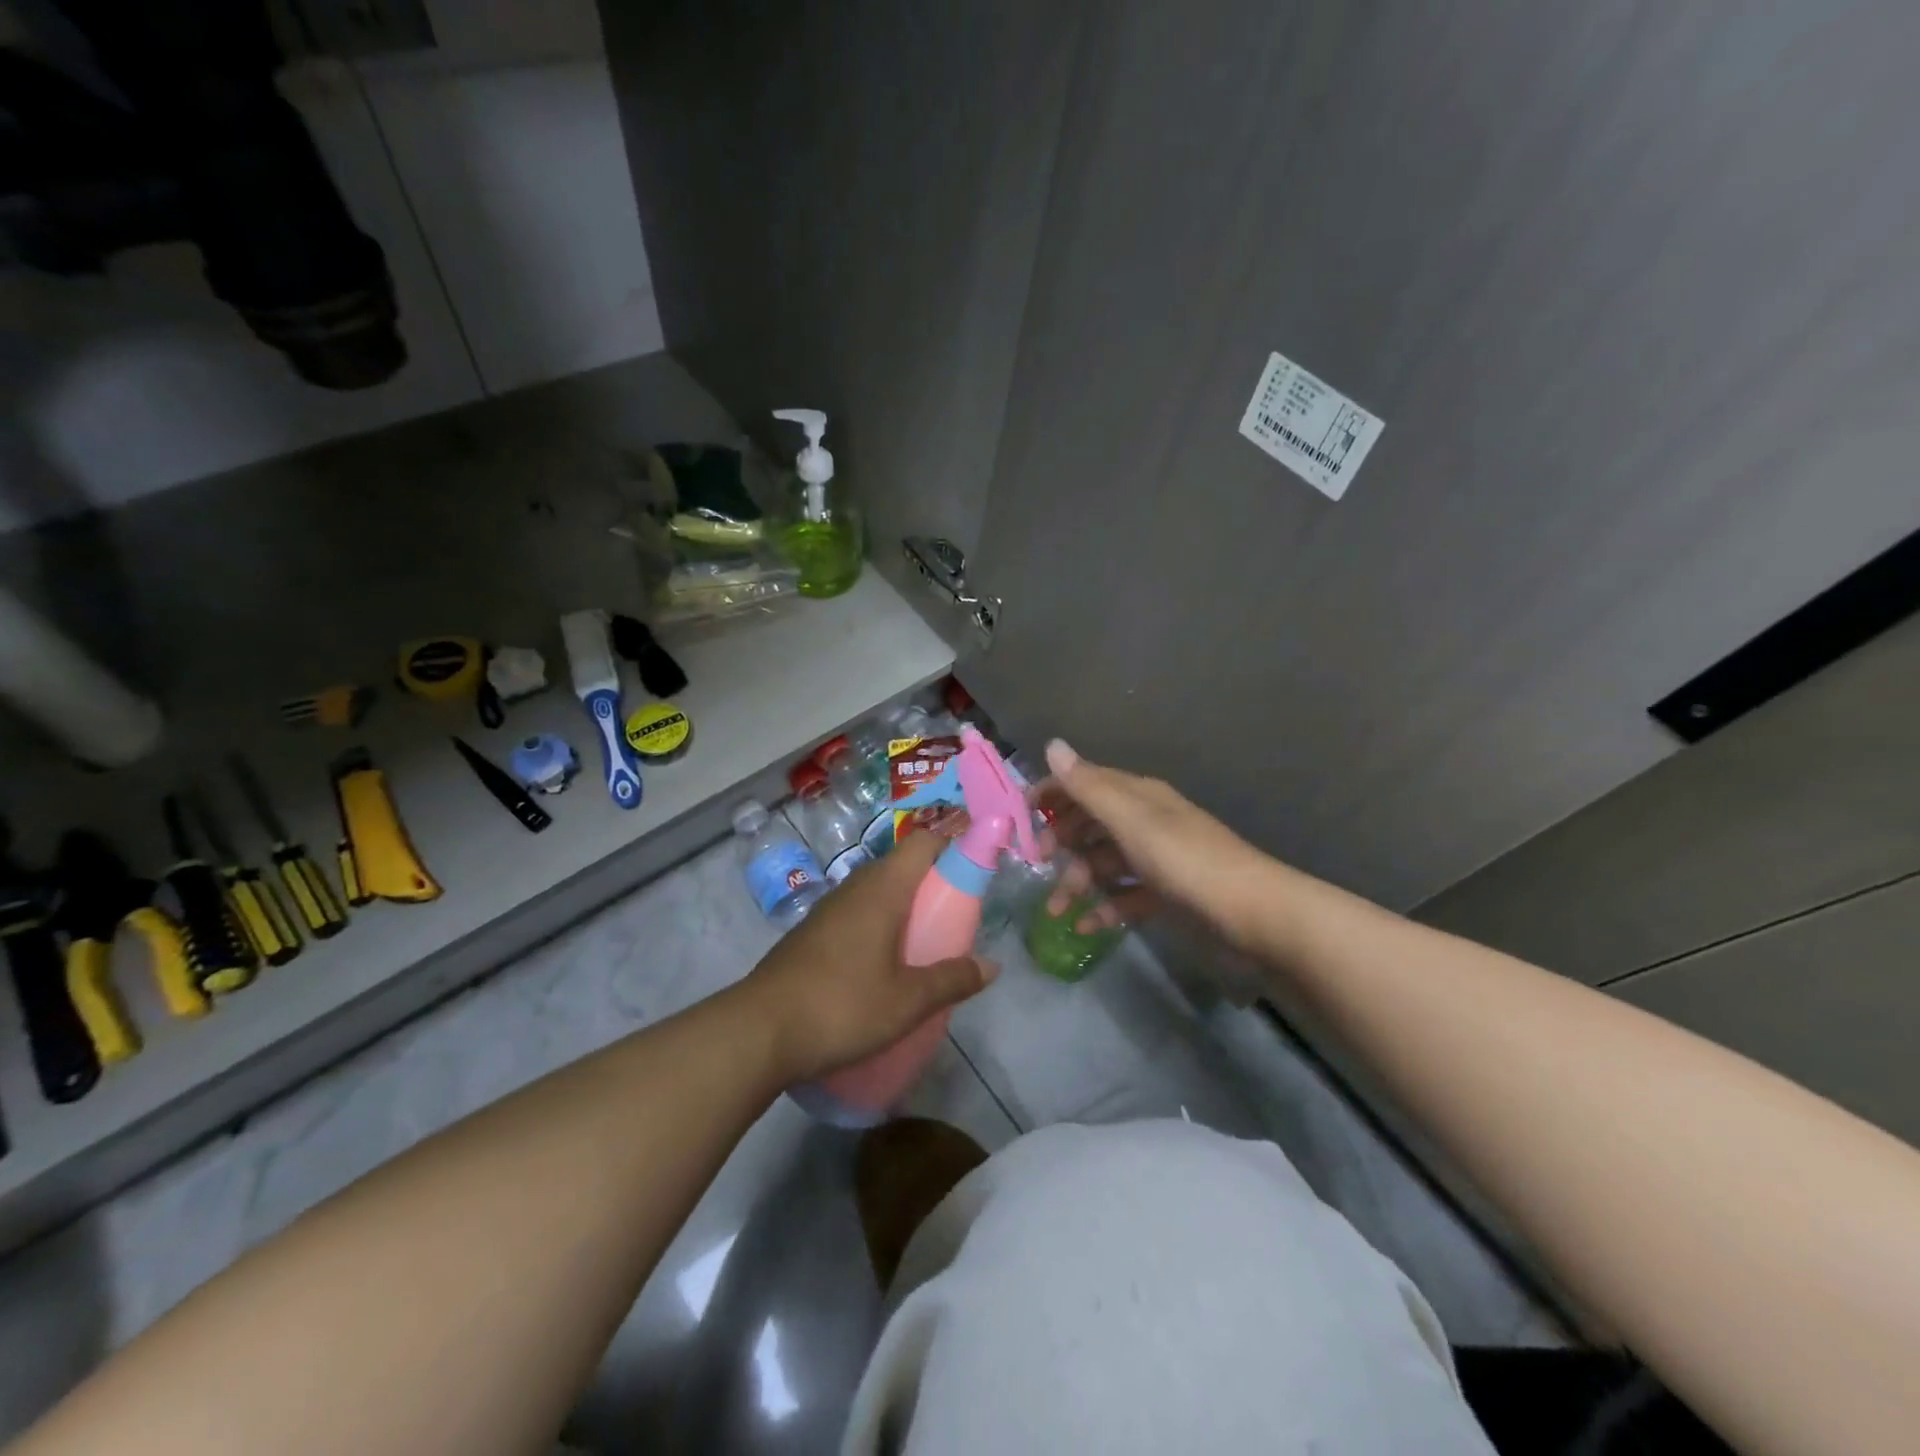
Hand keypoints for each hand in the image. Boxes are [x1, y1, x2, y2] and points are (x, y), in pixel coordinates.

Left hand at [741, 826, 997, 1083]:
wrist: (759, 1031)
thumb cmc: (842, 1006)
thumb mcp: (907, 1001)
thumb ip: (952, 980)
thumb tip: (991, 966)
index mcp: (882, 888)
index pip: (923, 842)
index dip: (953, 846)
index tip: (975, 872)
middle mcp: (855, 887)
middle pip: (902, 865)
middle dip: (933, 883)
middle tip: (956, 917)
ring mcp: (829, 909)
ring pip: (877, 891)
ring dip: (904, 907)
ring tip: (926, 943)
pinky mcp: (812, 933)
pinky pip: (857, 913)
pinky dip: (879, 925)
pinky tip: (885, 965)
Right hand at [1037, 739, 1271, 947]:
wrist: (1255, 916)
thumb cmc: (1186, 862)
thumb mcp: (1132, 821)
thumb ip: (1089, 787)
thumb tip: (1052, 745)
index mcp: (1138, 797)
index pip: (1084, 783)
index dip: (1051, 795)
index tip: (1018, 817)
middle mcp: (1145, 822)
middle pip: (1091, 824)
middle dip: (1060, 842)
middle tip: (1036, 864)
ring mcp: (1157, 859)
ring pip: (1104, 862)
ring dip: (1077, 882)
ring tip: (1056, 911)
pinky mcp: (1167, 894)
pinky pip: (1125, 895)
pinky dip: (1104, 907)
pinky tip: (1086, 927)